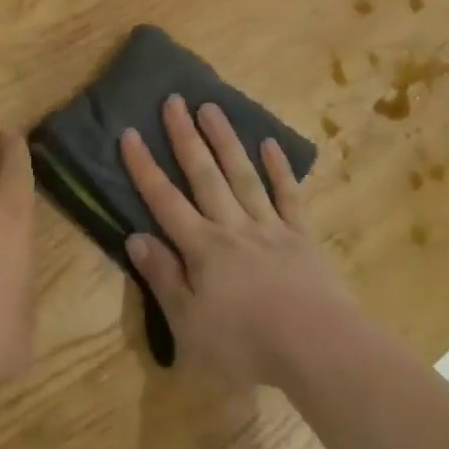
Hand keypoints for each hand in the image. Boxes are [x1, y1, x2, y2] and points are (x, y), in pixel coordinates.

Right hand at [121, 96, 357, 388]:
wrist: (319, 349)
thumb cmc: (247, 346)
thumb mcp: (190, 326)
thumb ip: (163, 279)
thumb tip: (135, 237)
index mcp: (202, 249)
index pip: (165, 200)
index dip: (144, 167)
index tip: (129, 133)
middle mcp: (232, 227)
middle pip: (204, 175)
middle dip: (185, 137)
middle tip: (173, 99)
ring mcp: (270, 228)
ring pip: (242, 175)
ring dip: (225, 140)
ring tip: (211, 107)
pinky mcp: (302, 237)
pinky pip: (288, 196)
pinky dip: (279, 169)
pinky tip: (270, 143)